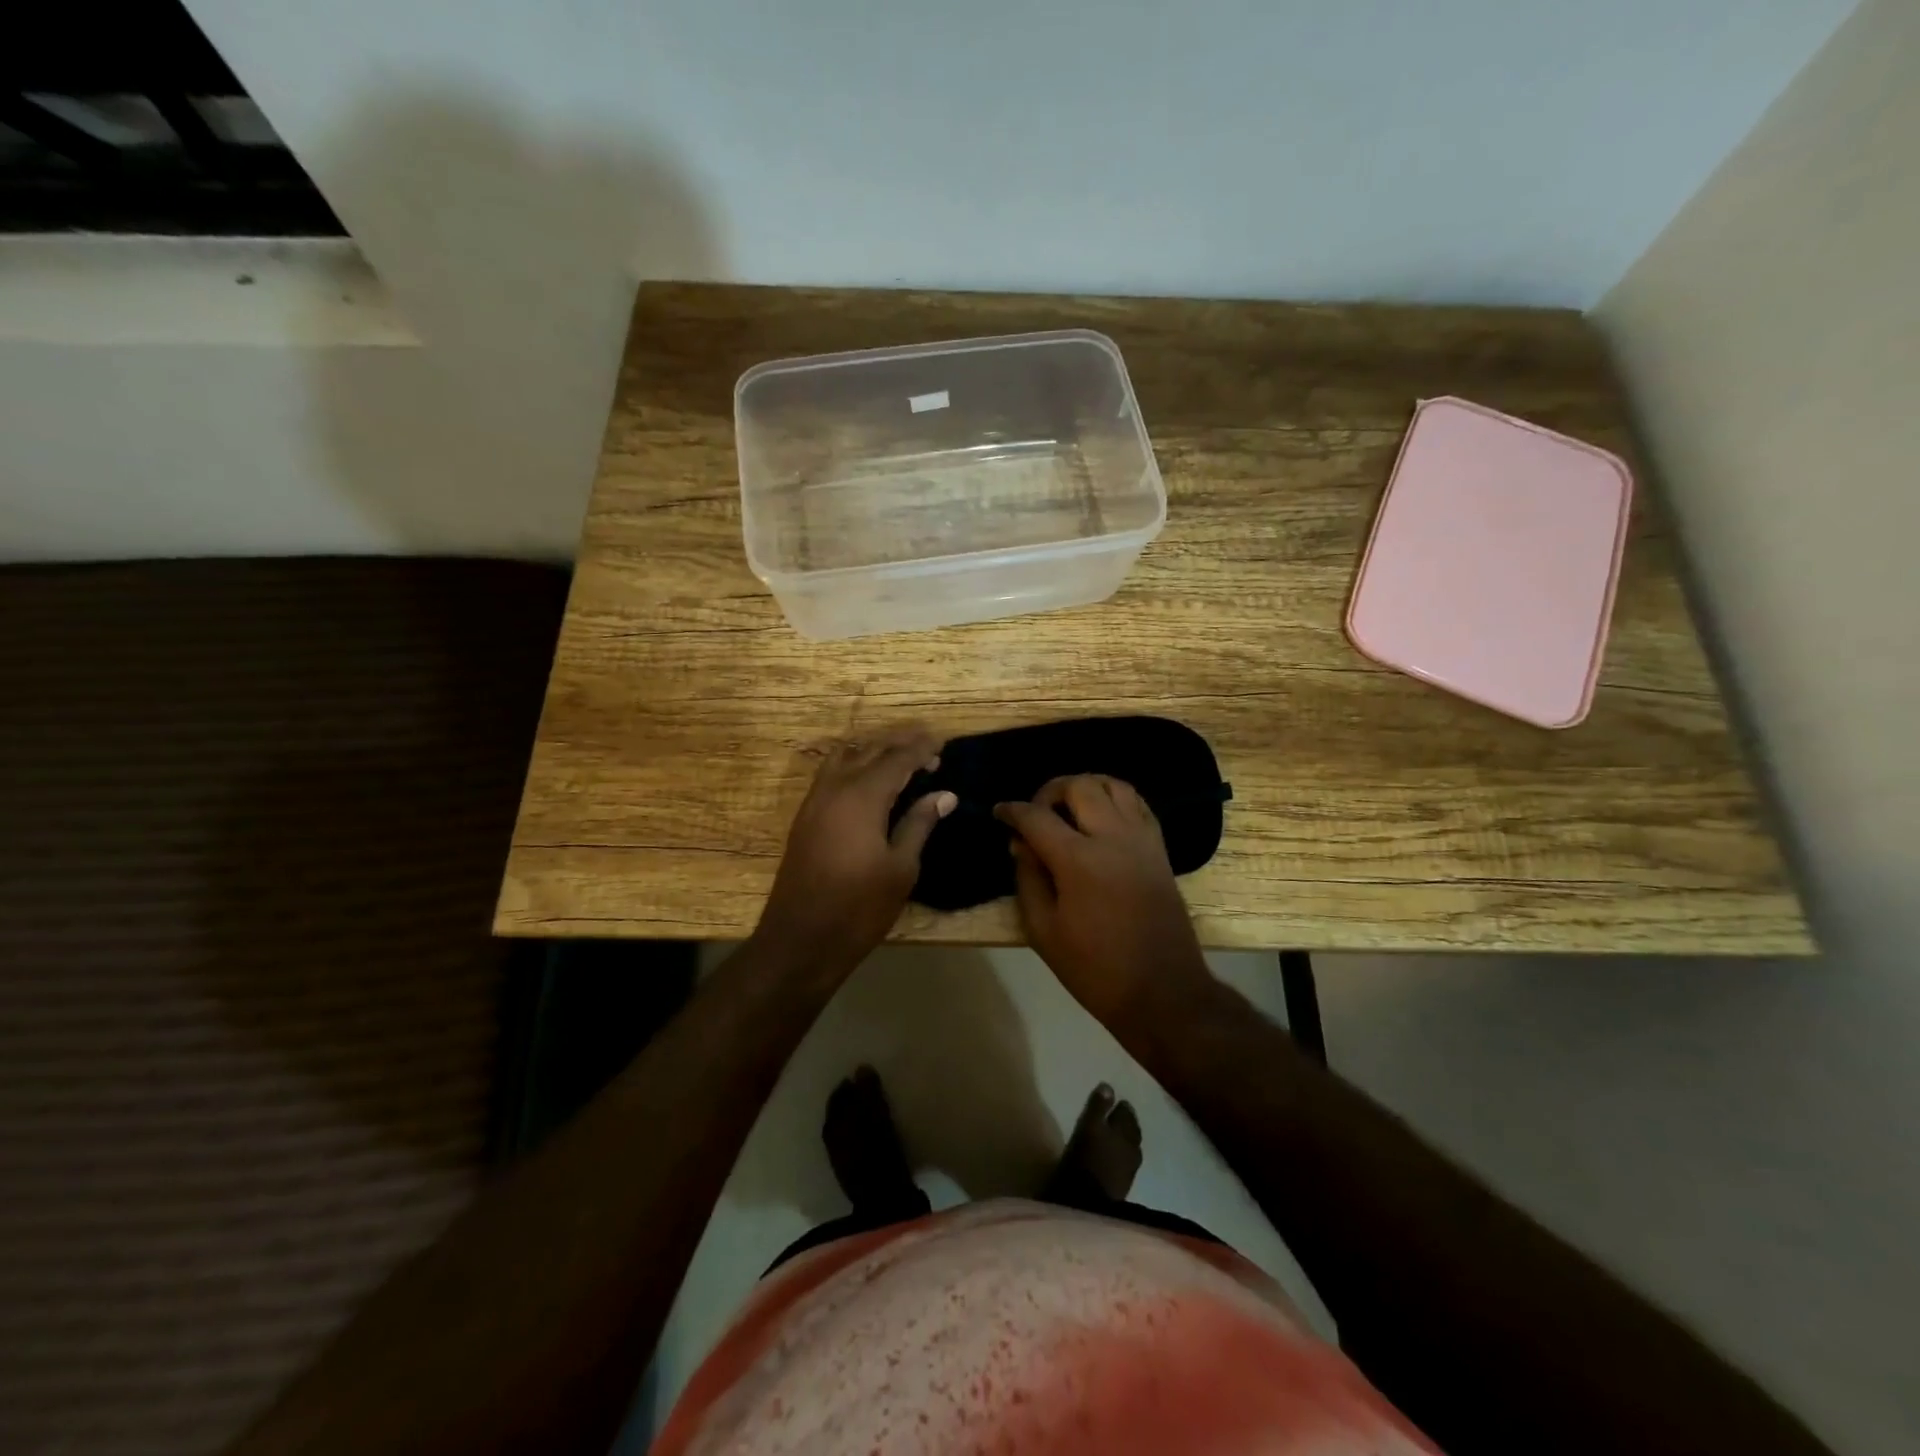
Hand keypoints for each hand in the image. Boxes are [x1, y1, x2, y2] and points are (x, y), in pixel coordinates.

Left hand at [755, 727, 956, 972]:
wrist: (800, 939)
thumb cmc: (859, 907)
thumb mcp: (901, 868)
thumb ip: (919, 824)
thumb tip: (944, 794)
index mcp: (862, 796)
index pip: (897, 759)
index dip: (921, 749)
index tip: (943, 743)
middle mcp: (835, 788)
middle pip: (869, 750)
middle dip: (899, 744)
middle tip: (927, 747)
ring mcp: (814, 801)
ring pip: (845, 757)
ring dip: (873, 751)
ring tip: (900, 758)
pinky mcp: (805, 817)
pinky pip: (831, 774)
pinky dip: (854, 765)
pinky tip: (869, 781)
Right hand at [996, 775, 1212, 1027]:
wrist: (1162, 991)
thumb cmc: (1094, 969)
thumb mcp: (1043, 930)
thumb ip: (1028, 878)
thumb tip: (1020, 843)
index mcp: (1078, 860)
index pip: (1036, 816)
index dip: (1012, 811)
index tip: (999, 812)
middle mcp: (1112, 837)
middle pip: (1079, 786)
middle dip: (1049, 791)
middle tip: (1035, 813)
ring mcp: (1141, 840)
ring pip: (1113, 785)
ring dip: (1085, 787)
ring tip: (1068, 809)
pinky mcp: (1159, 849)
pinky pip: (1137, 804)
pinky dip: (1114, 798)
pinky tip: (1100, 818)